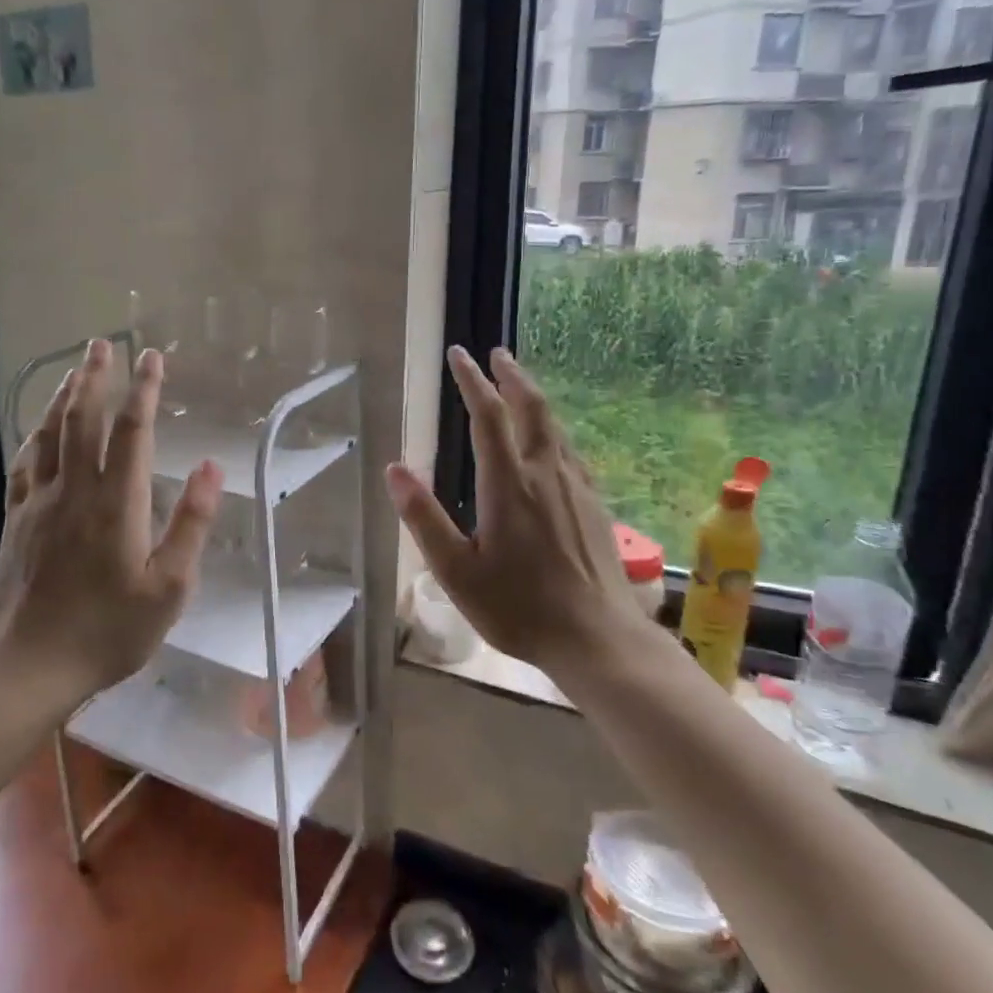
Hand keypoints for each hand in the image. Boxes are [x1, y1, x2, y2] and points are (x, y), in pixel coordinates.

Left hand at [0, 338, 222, 698]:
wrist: (28, 665)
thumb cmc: (108, 631)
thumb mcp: (168, 588)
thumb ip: (191, 524)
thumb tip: (210, 467)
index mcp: (116, 504)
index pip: (132, 431)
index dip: (144, 389)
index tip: (153, 357)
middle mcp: (75, 490)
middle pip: (84, 419)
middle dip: (96, 377)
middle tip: (102, 343)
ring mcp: (39, 502)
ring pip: (50, 434)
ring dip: (63, 396)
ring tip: (75, 369)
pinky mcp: (17, 519)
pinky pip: (25, 463)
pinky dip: (35, 435)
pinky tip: (39, 427)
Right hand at [386, 347, 643, 677]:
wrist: (598, 638)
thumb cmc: (519, 608)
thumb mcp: (456, 571)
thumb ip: (424, 518)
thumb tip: (394, 469)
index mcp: (508, 484)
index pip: (487, 416)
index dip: (471, 380)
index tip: (459, 354)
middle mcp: (545, 473)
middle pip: (531, 408)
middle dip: (511, 376)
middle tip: (496, 353)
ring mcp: (575, 487)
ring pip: (554, 426)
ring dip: (533, 398)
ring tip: (518, 386)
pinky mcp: (594, 504)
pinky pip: (569, 450)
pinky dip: (551, 429)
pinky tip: (550, 442)